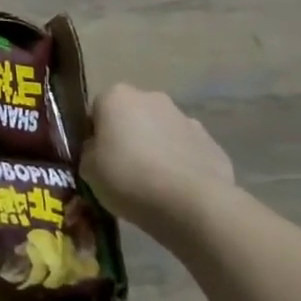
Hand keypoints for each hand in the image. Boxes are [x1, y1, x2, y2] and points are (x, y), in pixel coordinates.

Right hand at [81, 84, 234, 223]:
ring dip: (156, 149)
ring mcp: (186, 119)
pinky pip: (187, 152)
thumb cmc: (128, 178)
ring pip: (161, 132)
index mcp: (115, 97)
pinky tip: (178, 191)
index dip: (95, 136)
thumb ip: (90, 152)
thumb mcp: (88, 169)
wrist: (192, 204)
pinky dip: (181, 165)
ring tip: (153, 185)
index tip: (97, 160)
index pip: (97, 111)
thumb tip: (99, 151)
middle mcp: (151, 98)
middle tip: (124, 171)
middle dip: (128, 138)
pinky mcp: (212, 144)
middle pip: (132, 117)